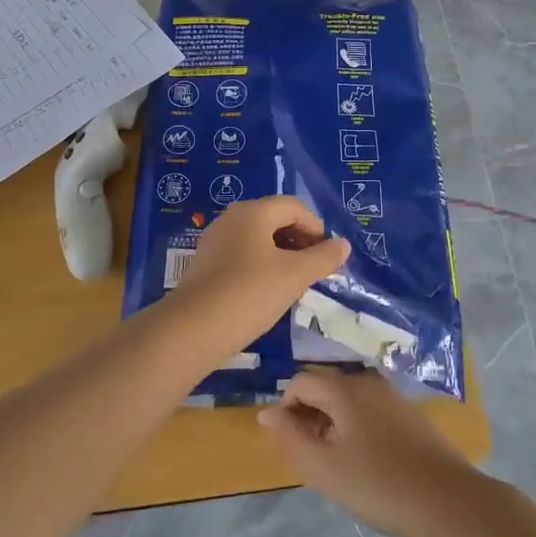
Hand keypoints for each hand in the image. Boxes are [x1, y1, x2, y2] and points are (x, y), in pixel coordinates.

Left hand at [171, 196, 348, 355]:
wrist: (192, 329)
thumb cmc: (249, 293)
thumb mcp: (294, 276)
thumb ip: (323, 258)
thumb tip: (343, 245)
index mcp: (253, 212)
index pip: (294, 207)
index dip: (316, 228)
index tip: (327, 257)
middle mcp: (231, 219)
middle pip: (275, 219)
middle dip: (299, 241)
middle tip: (314, 270)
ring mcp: (215, 242)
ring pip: (258, 240)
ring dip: (281, 256)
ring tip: (294, 283)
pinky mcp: (205, 265)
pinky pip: (242, 256)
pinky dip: (261, 267)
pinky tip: (267, 293)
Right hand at [260, 367, 482, 536]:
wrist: (449, 503)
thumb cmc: (378, 485)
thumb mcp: (323, 468)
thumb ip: (289, 438)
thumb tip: (267, 413)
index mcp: (345, 388)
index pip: (300, 382)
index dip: (286, 410)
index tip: (291, 446)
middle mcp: (368, 381)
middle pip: (325, 388)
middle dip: (310, 417)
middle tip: (314, 460)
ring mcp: (393, 396)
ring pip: (348, 401)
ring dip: (333, 425)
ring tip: (338, 465)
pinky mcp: (410, 414)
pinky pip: (370, 411)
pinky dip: (356, 428)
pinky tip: (366, 464)